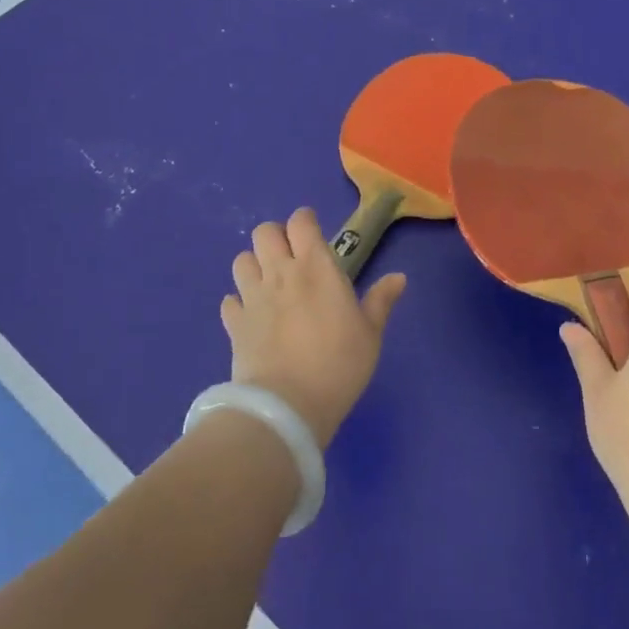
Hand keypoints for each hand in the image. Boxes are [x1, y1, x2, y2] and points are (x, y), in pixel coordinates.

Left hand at [221, 208, 405, 448]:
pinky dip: (238, 303)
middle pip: (264, 232)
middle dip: (276, 237)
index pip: (301, 221)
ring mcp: (252, 297)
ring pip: (241, 260)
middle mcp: (280, 273)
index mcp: (315, 267)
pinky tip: (252, 316)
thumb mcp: (370, 334)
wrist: (288, 406)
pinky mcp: (234, 324)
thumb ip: (380, 301)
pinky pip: (229, 301)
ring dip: (254, 266)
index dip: (306, 222)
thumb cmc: (339, 364)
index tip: (315, 235)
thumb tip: (399, 277)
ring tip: (269, 284)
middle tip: (291, 258)